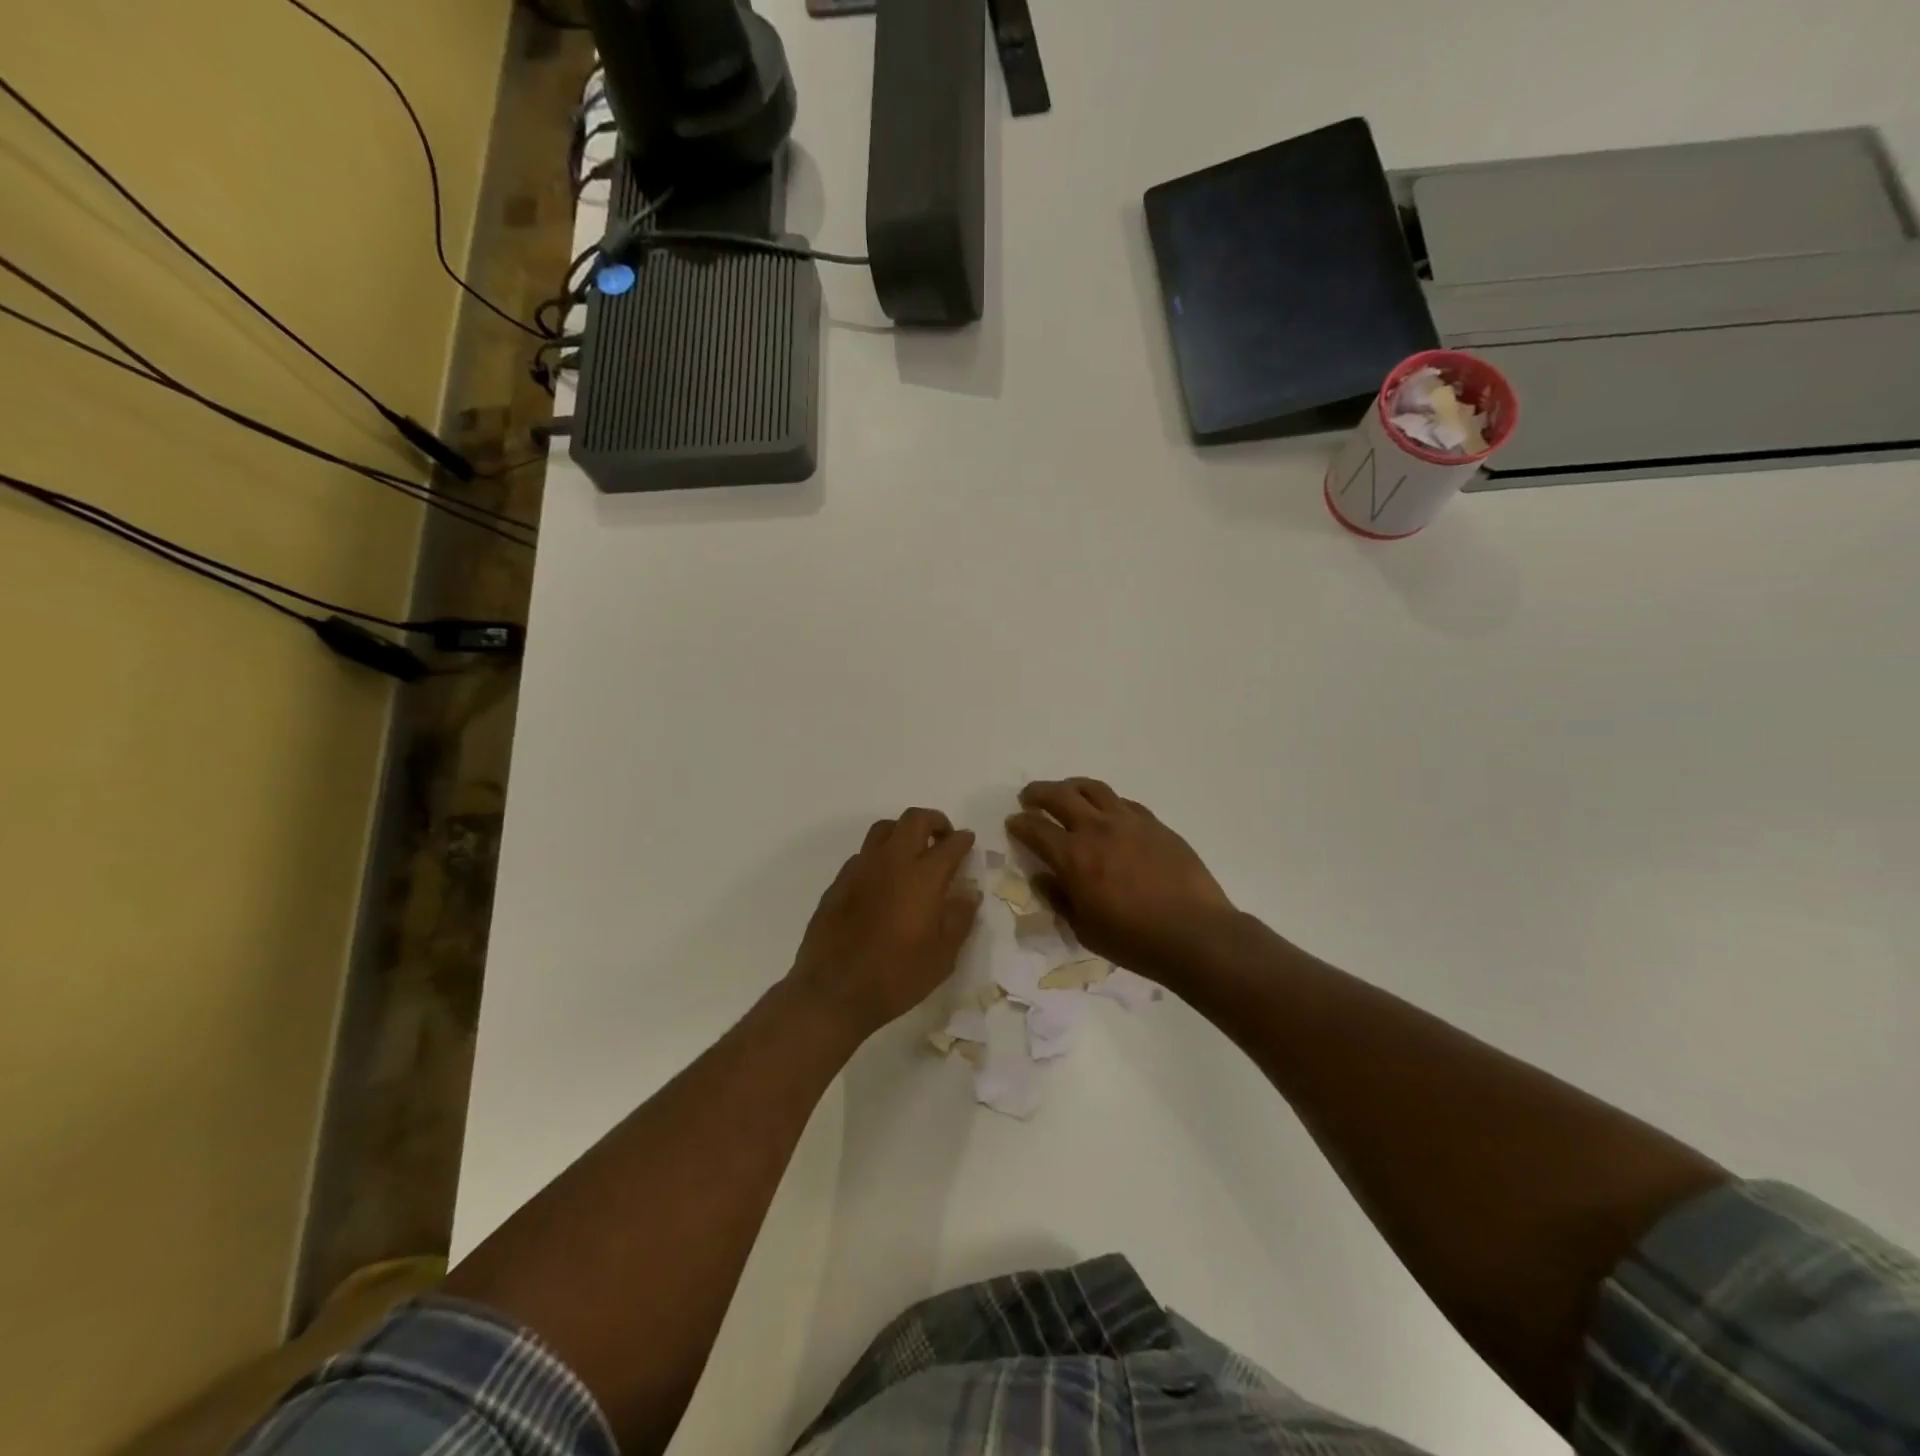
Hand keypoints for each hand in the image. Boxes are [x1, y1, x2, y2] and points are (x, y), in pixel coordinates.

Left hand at [788, 808, 980, 1039]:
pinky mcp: (838, 882)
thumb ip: (959, 918)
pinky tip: (883, 881)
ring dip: (903, 833)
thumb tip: (969, 892)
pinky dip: (880, 857)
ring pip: (884, 829)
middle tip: (943, 838)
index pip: (950, 844)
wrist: (833, 992)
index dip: (963, 840)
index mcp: (923, 878)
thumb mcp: (942, 956)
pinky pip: (863, 855)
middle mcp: (891, 862)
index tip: (968, 842)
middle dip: (934, 821)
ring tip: (912, 854)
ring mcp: (860, 868)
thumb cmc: (896, 977)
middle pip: (914, 819)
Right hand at [1007, 779, 1235, 985]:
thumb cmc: (1134, 941)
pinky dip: (1106, 802)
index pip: (1036, 829)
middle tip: (1029, 797)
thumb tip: (1043, 878)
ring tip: (1065, 792)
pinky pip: (1123, 802)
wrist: (1195, 933)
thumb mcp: (1085, 930)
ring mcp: (1129, 822)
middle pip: (1059, 796)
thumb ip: (1060, 899)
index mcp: (1074, 858)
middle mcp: (1097, 829)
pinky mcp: (1155, 824)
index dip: (1020, 824)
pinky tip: (1107, 812)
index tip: (1013, 822)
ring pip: (1093, 789)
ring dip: (1071, 786)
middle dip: (1038, 793)